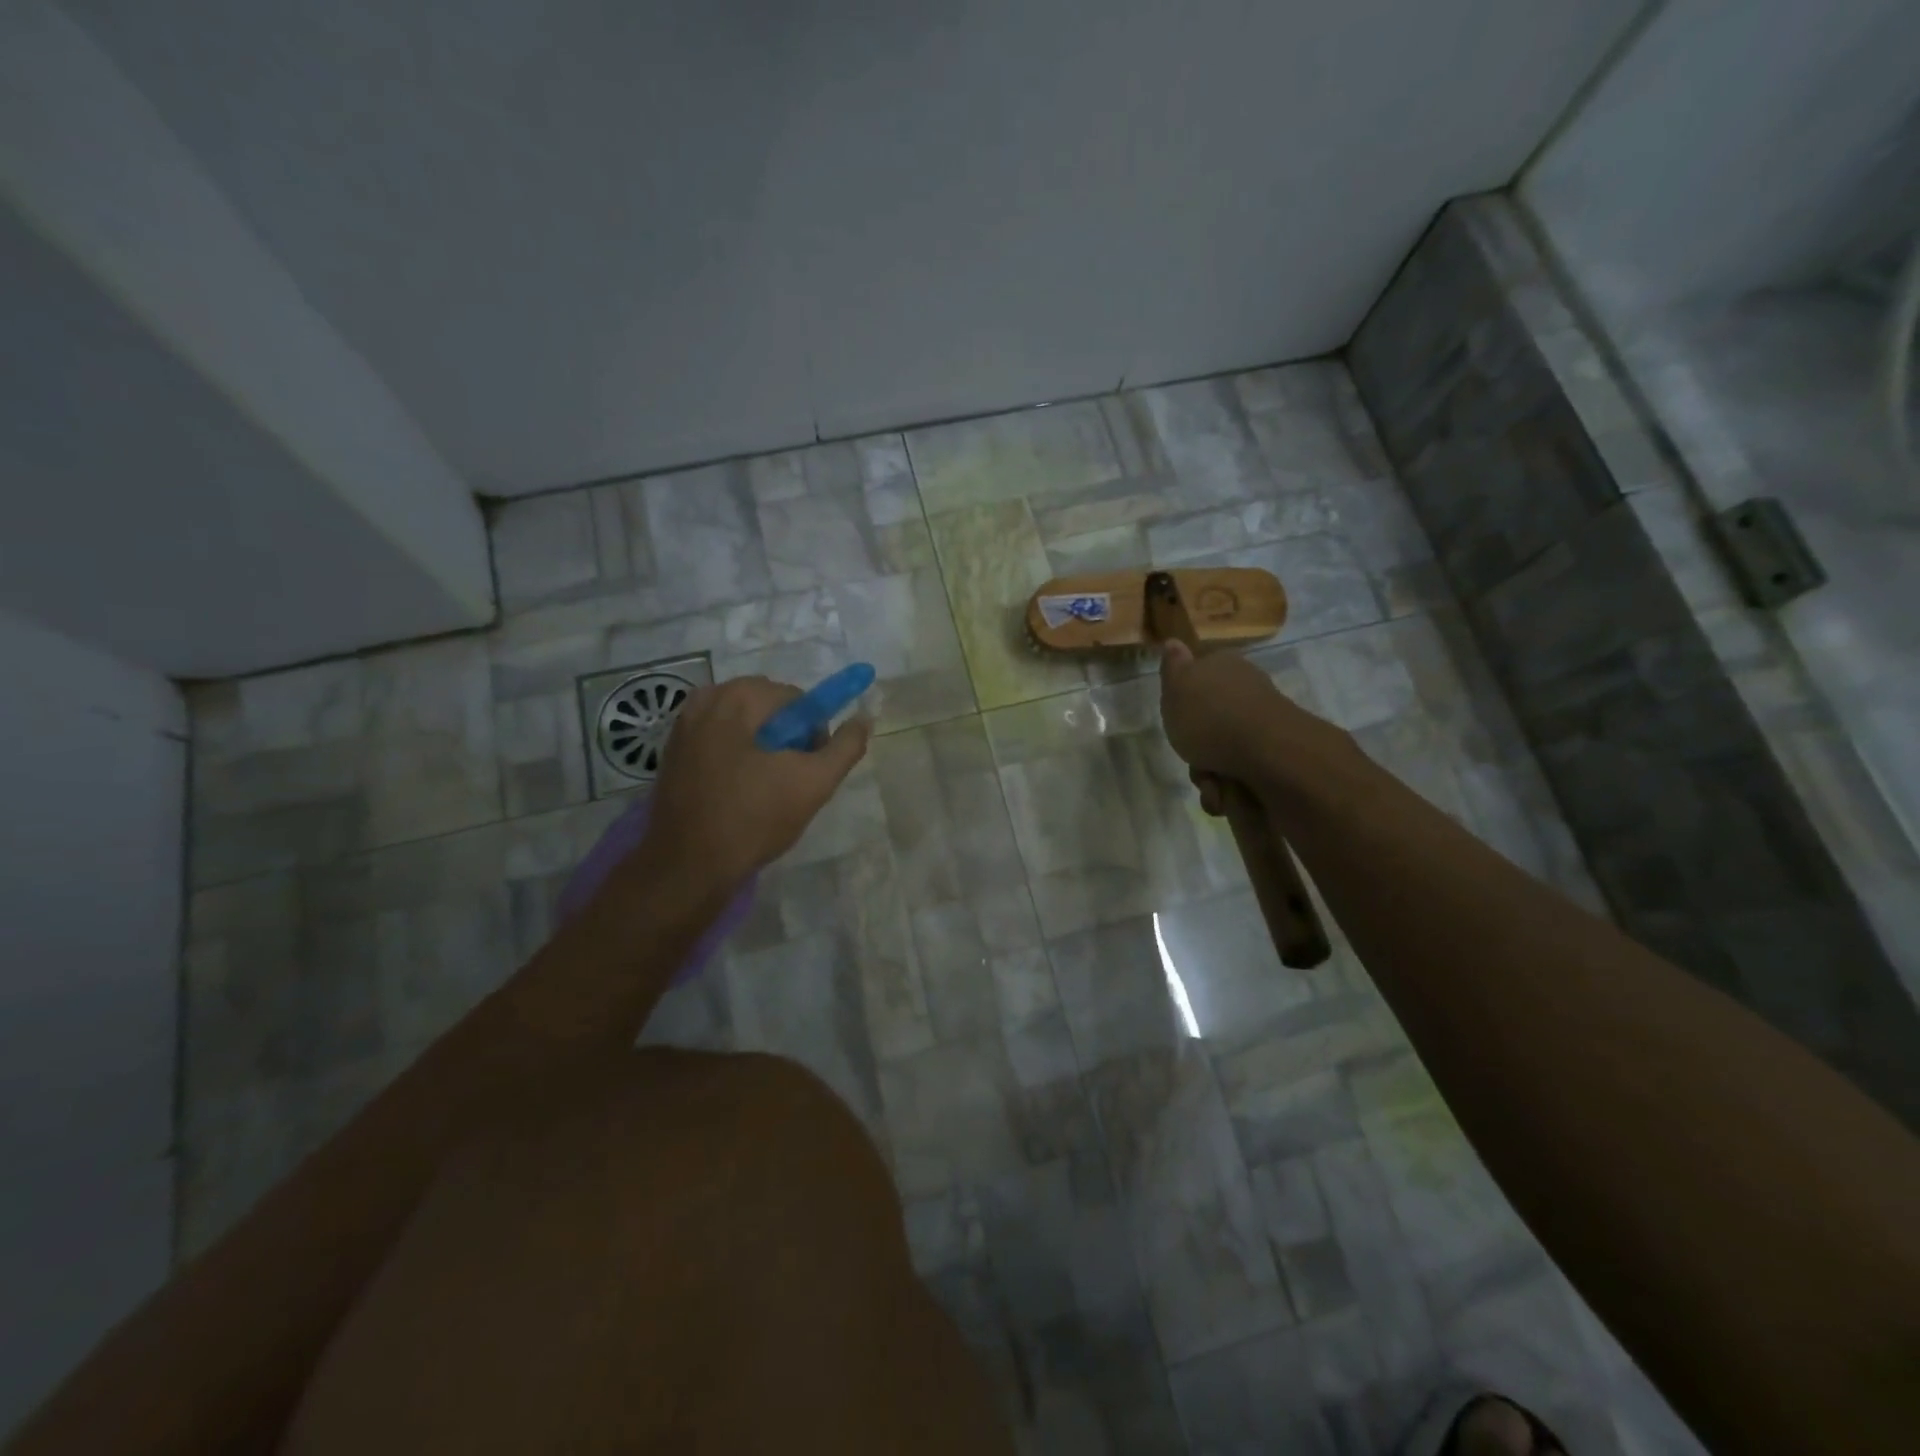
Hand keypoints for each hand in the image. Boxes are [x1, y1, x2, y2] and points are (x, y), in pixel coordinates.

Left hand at [643, 676, 870, 886]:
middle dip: (787, 740)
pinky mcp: (672, 752)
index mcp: (738, 696)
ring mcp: (683, 725)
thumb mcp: (814, 783)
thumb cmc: (754, 818)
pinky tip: (738, 795)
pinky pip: (721, 743)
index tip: (809, 769)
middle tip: (789, 782)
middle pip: (769, 710)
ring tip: (765, 791)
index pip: (798, 700)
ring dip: (763, 751)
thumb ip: (845, 746)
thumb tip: (864, 718)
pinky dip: (737, 760)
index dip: (813, 734)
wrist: (687, 865)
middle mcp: (706, 699)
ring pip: (745, 727)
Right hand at [1158, 640, 1352, 811]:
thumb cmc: (1211, 716)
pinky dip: (1233, 790)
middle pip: (1209, 724)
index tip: (1177, 723)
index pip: (1199, 680)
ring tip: (1214, 786)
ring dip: (1212, 777)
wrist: (1268, 752)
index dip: (1184, 705)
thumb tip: (1174, 642)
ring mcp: (1265, 724)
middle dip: (1197, 751)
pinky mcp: (1278, 755)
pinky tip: (1228, 796)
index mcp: (1225, 668)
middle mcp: (1247, 691)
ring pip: (1224, 754)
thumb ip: (1173, 668)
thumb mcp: (1176, 688)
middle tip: (1193, 760)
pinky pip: (1245, 774)